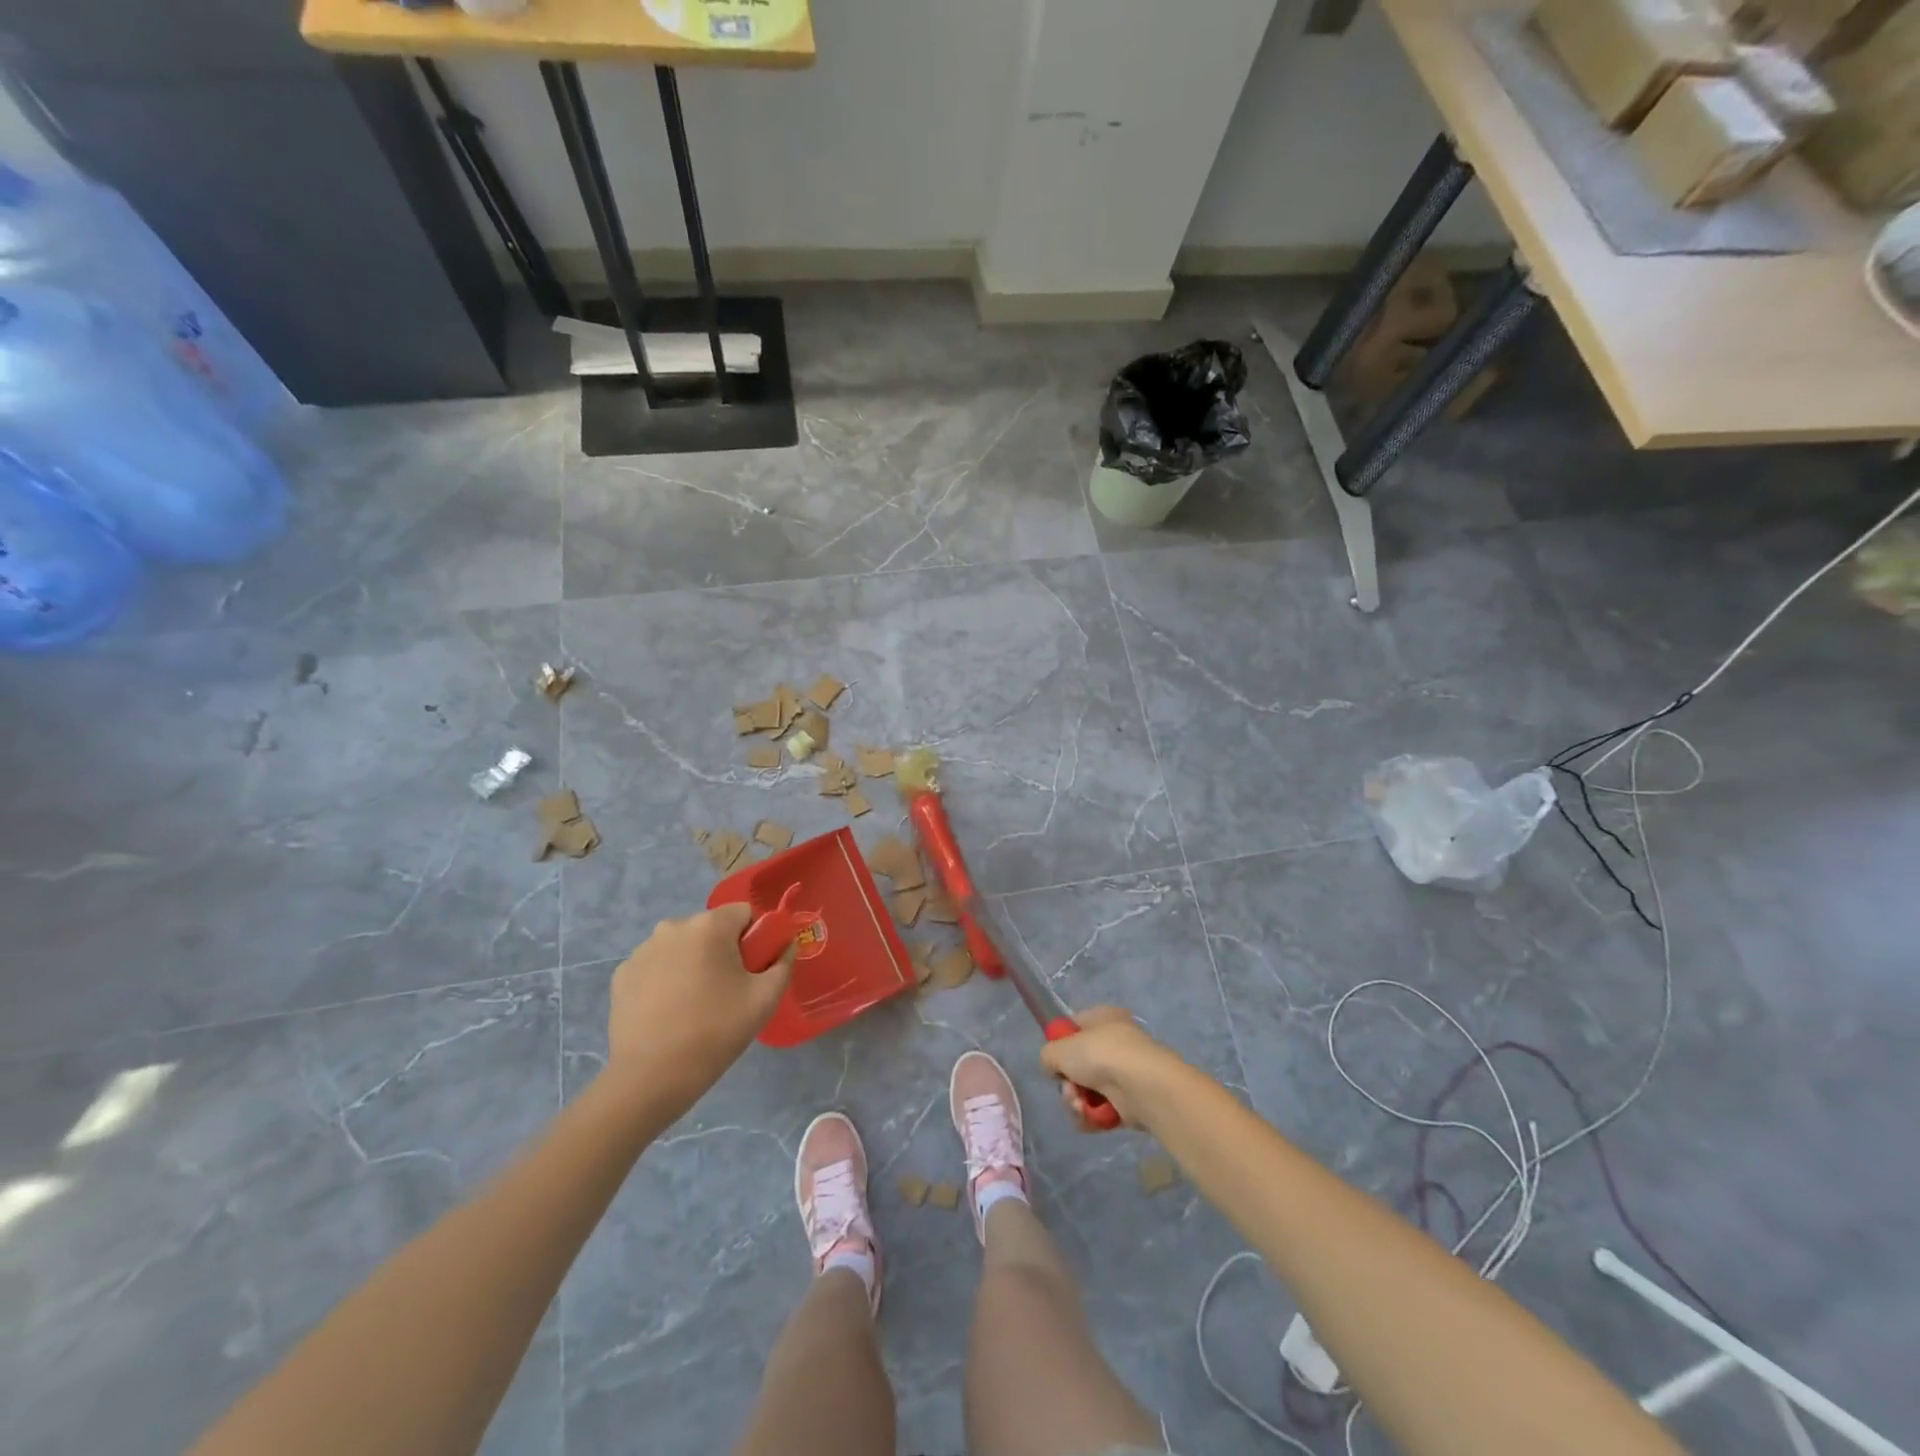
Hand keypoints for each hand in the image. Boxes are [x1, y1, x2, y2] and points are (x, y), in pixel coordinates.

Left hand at [603, 904, 794, 1118]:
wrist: (651, 1077)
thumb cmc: (715, 1031)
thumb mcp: (764, 999)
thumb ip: (783, 963)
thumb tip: (786, 946)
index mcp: (709, 926)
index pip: (744, 913)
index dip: (755, 938)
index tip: (753, 970)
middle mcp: (673, 927)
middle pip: (711, 929)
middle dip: (722, 951)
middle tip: (727, 991)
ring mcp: (642, 950)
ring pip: (682, 946)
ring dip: (692, 963)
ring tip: (694, 1005)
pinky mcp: (622, 974)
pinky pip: (656, 965)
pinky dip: (665, 979)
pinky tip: (667, 1011)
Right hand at [1041, 1006, 1183, 1131]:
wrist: (1141, 1086)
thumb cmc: (1100, 1054)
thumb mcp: (1059, 1048)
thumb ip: (1048, 1055)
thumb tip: (1054, 1068)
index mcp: (1103, 1017)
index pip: (1075, 1028)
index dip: (1061, 1044)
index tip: (1055, 1060)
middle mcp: (1116, 1042)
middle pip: (1080, 1065)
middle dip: (1068, 1082)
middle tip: (1069, 1089)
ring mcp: (1125, 1073)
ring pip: (1088, 1090)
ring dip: (1077, 1101)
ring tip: (1079, 1105)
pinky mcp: (1131, 1102)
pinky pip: (1101, 1110)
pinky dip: (1092, 1116)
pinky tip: (1089, 1117)